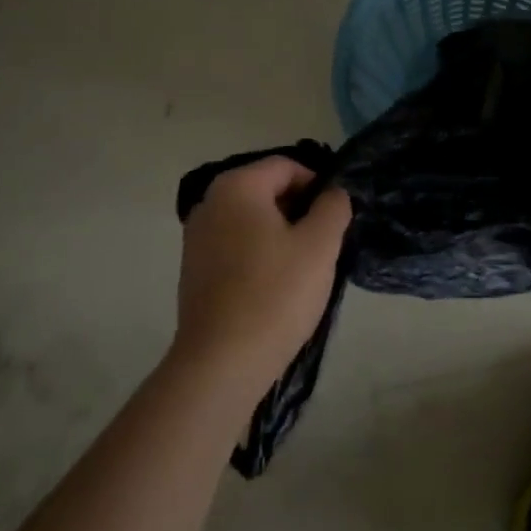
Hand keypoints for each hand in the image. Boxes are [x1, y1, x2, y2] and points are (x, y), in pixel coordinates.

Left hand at [174, 157, 351, 393]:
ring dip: (282, 234)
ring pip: (253, 220)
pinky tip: (276, 286)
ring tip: (304, 268)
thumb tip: (332, 193)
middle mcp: (210, 203)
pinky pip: (237, 245)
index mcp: (236, 186)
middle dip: (300, 210)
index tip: (336, 218)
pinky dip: (260, 254)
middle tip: (325, 244)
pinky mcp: (194, 269)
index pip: (287, 166)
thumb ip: (333, 207)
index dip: (318, 185)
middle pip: (267, 190)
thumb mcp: (320, 245)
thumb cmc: (275, 294)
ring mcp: (196, 237)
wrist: (221, 363)